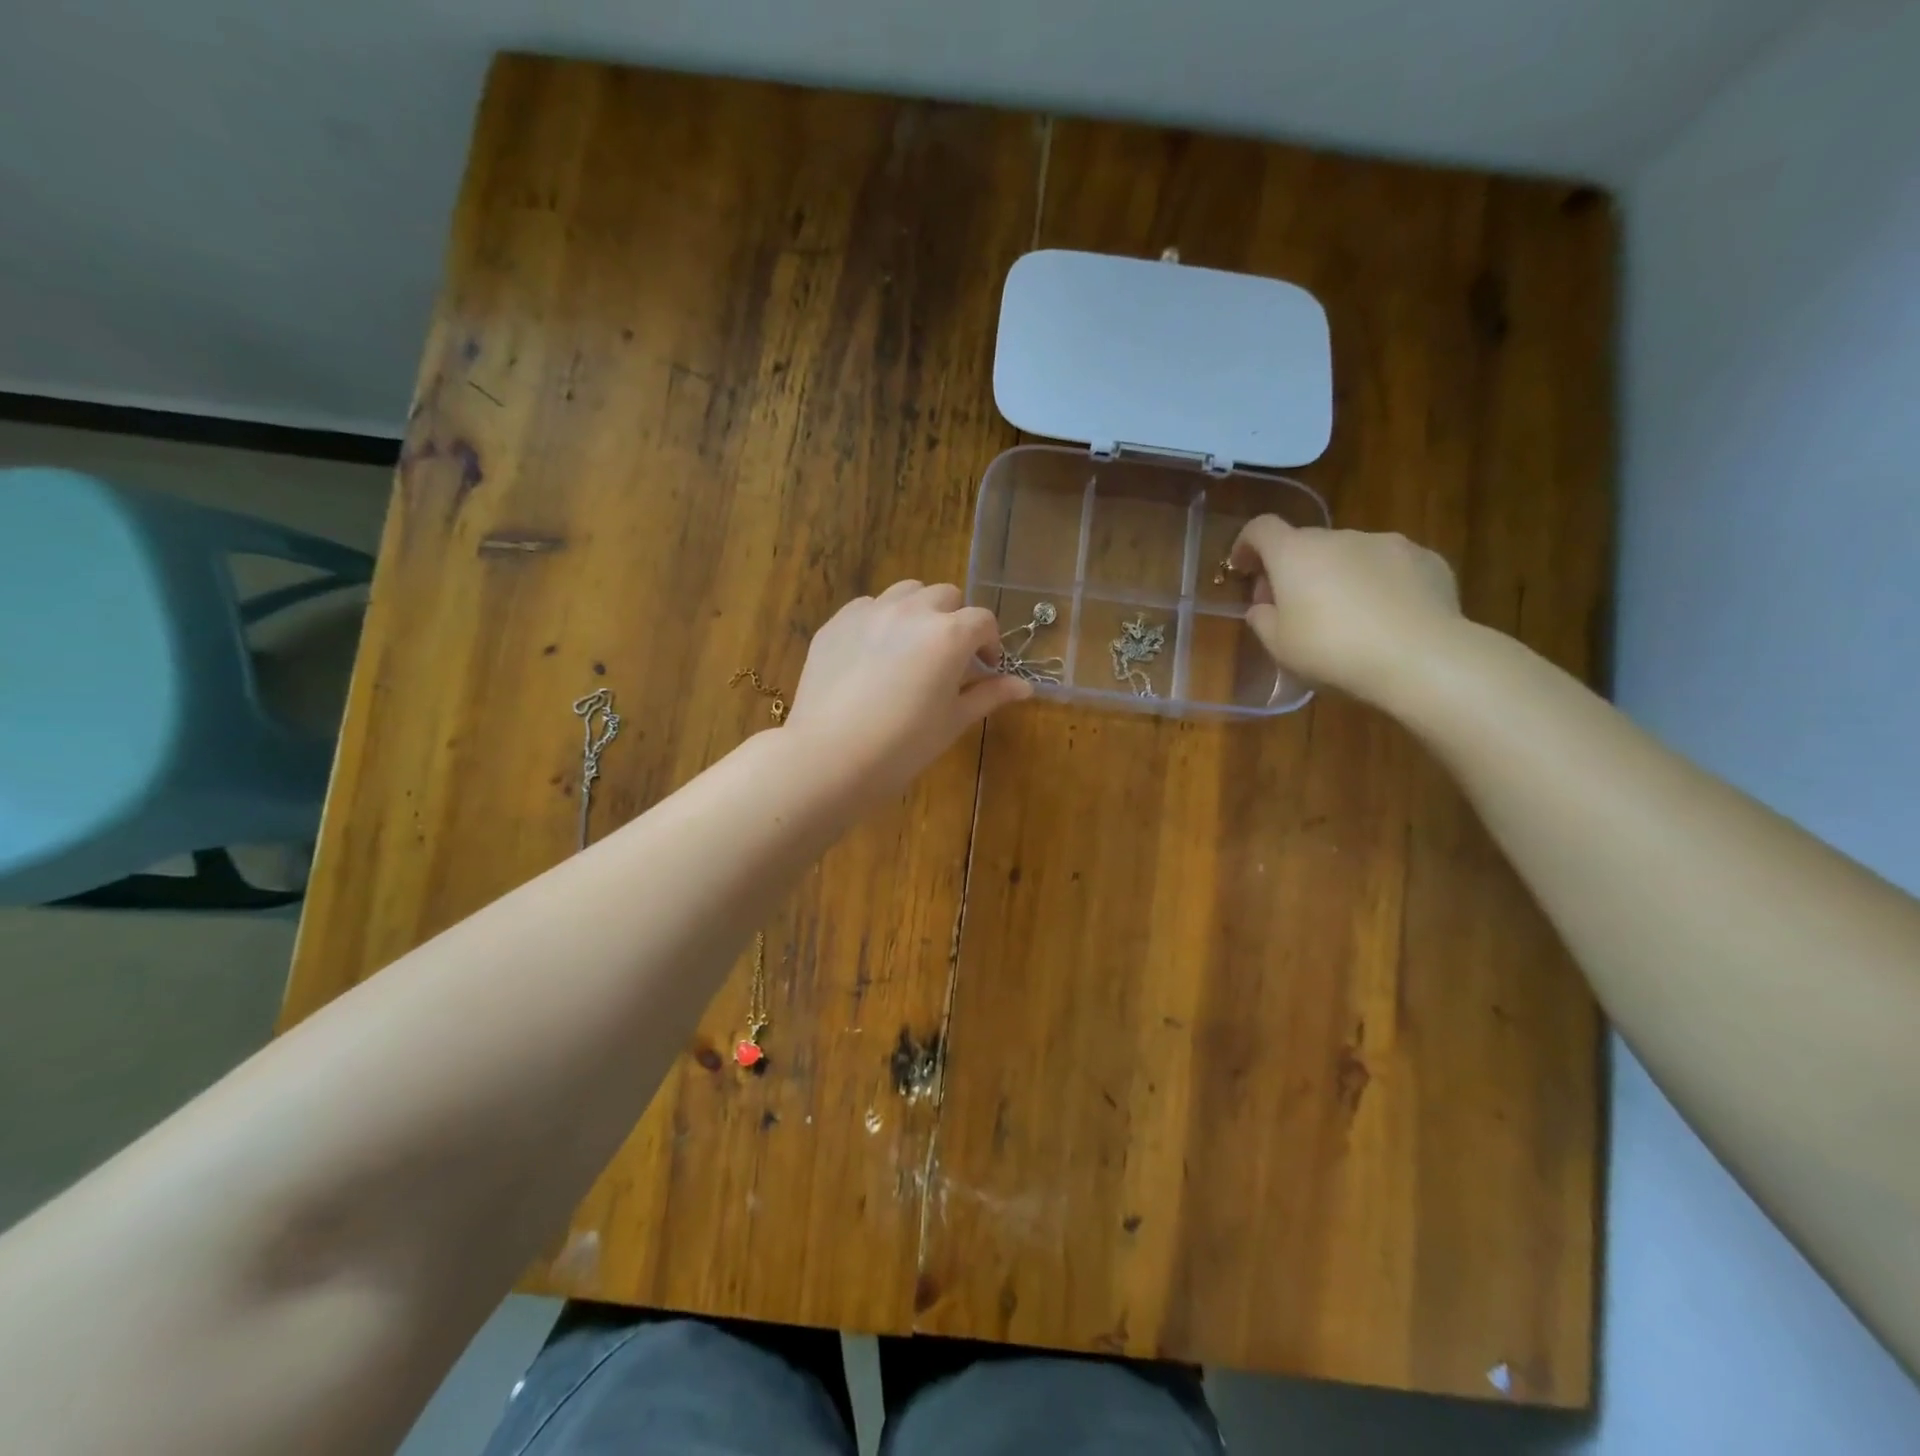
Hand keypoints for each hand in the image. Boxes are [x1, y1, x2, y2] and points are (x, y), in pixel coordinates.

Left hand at [785, 581, 1031, 803]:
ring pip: (907, 592)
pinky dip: (881, 619)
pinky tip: (875, 654)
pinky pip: (868, 607)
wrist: (830, 757)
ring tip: (913, 646)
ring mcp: (870, 612)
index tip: (986, 667)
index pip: (983, 620)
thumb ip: (989, 694)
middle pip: (946, 596)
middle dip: (956, 621)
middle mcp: (912, 611)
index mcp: (949, 635)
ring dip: (920, 611)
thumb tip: (1025, 686)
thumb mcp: (953, 721)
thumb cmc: (902, 746)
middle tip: (950, 658)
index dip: (990, 642)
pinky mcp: (837, 623)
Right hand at [1230, 517, 1462, 704]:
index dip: (1246, 544)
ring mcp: (1387, 543)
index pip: (1261, 528)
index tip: (1243, 569)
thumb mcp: (1279, 647)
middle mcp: (1340, 537)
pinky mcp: (1426, 559)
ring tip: (1346, 616)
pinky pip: (1389, 566)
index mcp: (1295, 554)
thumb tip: (1263, 607)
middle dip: (1294, 569)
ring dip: (1338, 575)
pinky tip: (1386, 617)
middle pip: (1306, 543)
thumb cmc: (1332, 650)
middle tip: (1292, 607)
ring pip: (1350, 553)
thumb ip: (1263, 620)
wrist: (1420, 657)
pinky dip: (1379, 583)